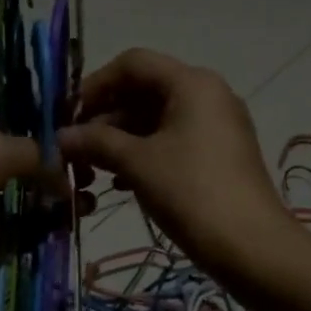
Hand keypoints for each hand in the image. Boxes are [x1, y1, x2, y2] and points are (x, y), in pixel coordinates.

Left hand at [0, 92, 84, 296]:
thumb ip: (39, 155)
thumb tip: (67, 179)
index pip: (10, 104)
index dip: (44, 111)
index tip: (83, 122)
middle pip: (18, 153)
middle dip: (53, 162)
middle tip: (91, 172)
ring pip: (17, 195)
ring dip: (49, 200)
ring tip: (87, 204)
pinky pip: (9, 232)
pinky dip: (34, 233)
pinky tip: (63, 231)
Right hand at [57, 49, 292, 278]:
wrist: (250, 246)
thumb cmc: (190, 192)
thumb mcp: (137, 163)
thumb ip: (96, 142)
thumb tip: (60, 137)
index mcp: (192, 83)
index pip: (133, 64)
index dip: (95, 85)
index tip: (67, 116)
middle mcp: (208, 95)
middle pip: (145, 90)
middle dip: (105, 118)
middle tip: (75, 149)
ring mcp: (217, 126)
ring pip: (157, 120)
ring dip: (120, 140)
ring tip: (92, 170)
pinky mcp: (220, 155)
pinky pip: (173, 142)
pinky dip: (144, 155)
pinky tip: (121, 183)